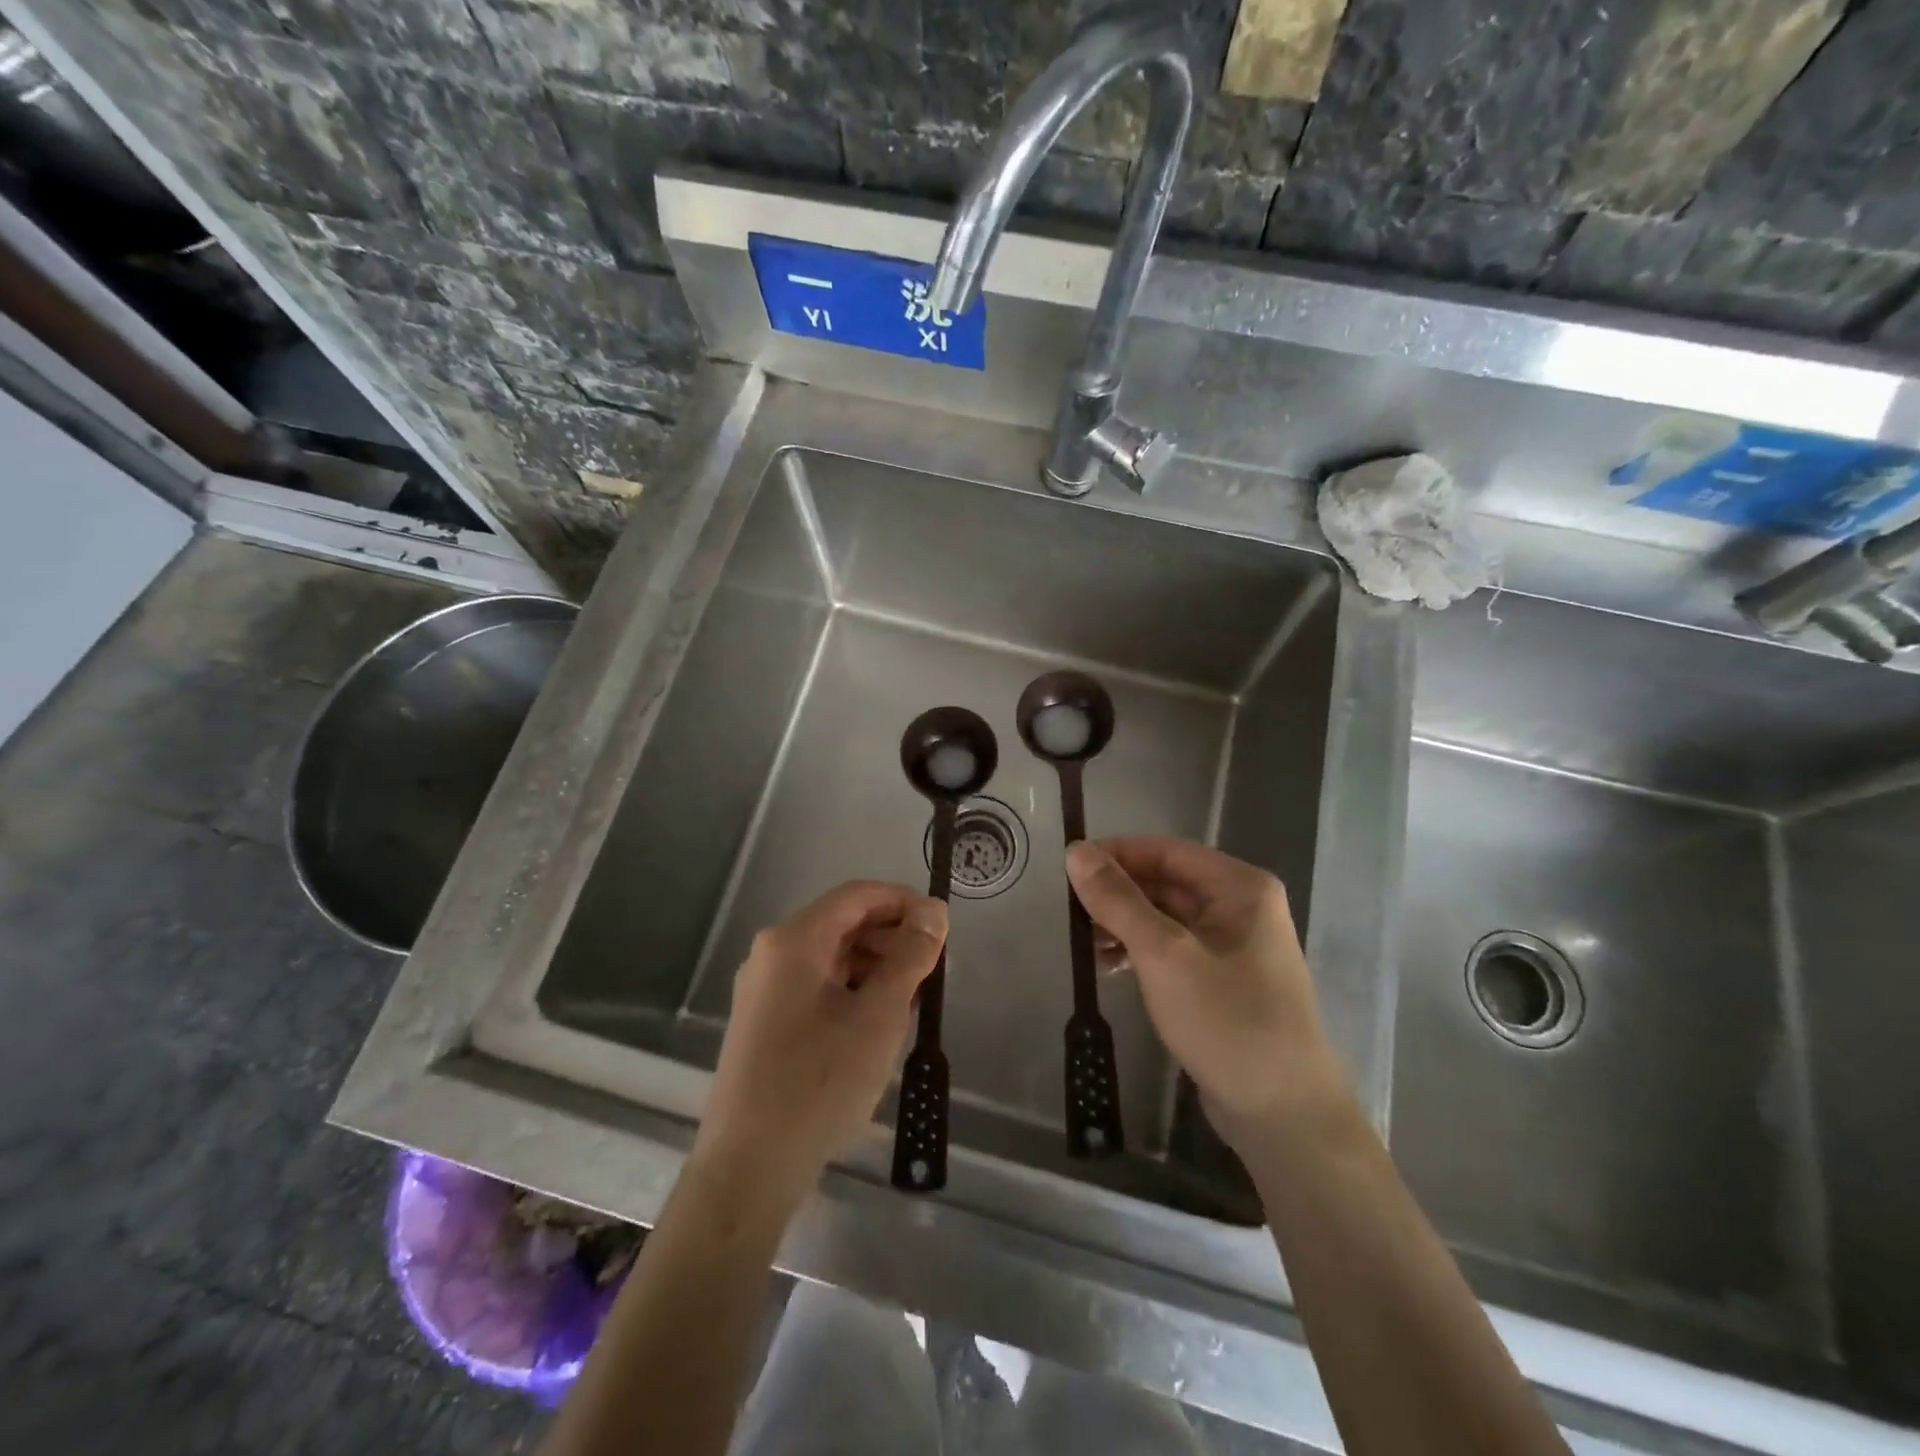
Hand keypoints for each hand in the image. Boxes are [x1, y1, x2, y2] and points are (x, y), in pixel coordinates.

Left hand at [696, 882, 946, 1206]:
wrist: (749, 1169)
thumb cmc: (820, 1082)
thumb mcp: (879, 1015)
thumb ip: (910, 956)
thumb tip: (934, 910)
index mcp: (795, 940)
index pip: (858, 895)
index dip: (904, 902)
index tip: (942, 929)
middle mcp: (772, 953)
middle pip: (843, 923)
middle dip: (892, 938)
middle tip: (933, 971)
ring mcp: (764, 989)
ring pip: (832, 956)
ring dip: (876, 967)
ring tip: (912, 1000)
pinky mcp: (764, 1021)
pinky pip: (817, 986)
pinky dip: (852, 991)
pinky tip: (878, 1023)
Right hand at [1066, 837, 1345, 1145]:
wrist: (1284, 1117)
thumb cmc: (1228, 1022)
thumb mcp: (1164, 955)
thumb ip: (1118, 900)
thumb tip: (1075, 851)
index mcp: (1239, 887)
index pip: (1165, 851)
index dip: (1115, 854)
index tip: (1066, 868)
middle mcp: (1240, 907)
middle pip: (1165, 882)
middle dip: (1116, 894)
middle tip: (1067, 910)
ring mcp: (1233, 946)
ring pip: (1165, 917)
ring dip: (1123, 924)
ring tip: (1082, 944)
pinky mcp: (1222, 980)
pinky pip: (1172, 948)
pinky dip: (1139, 952)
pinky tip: (1107, 967)